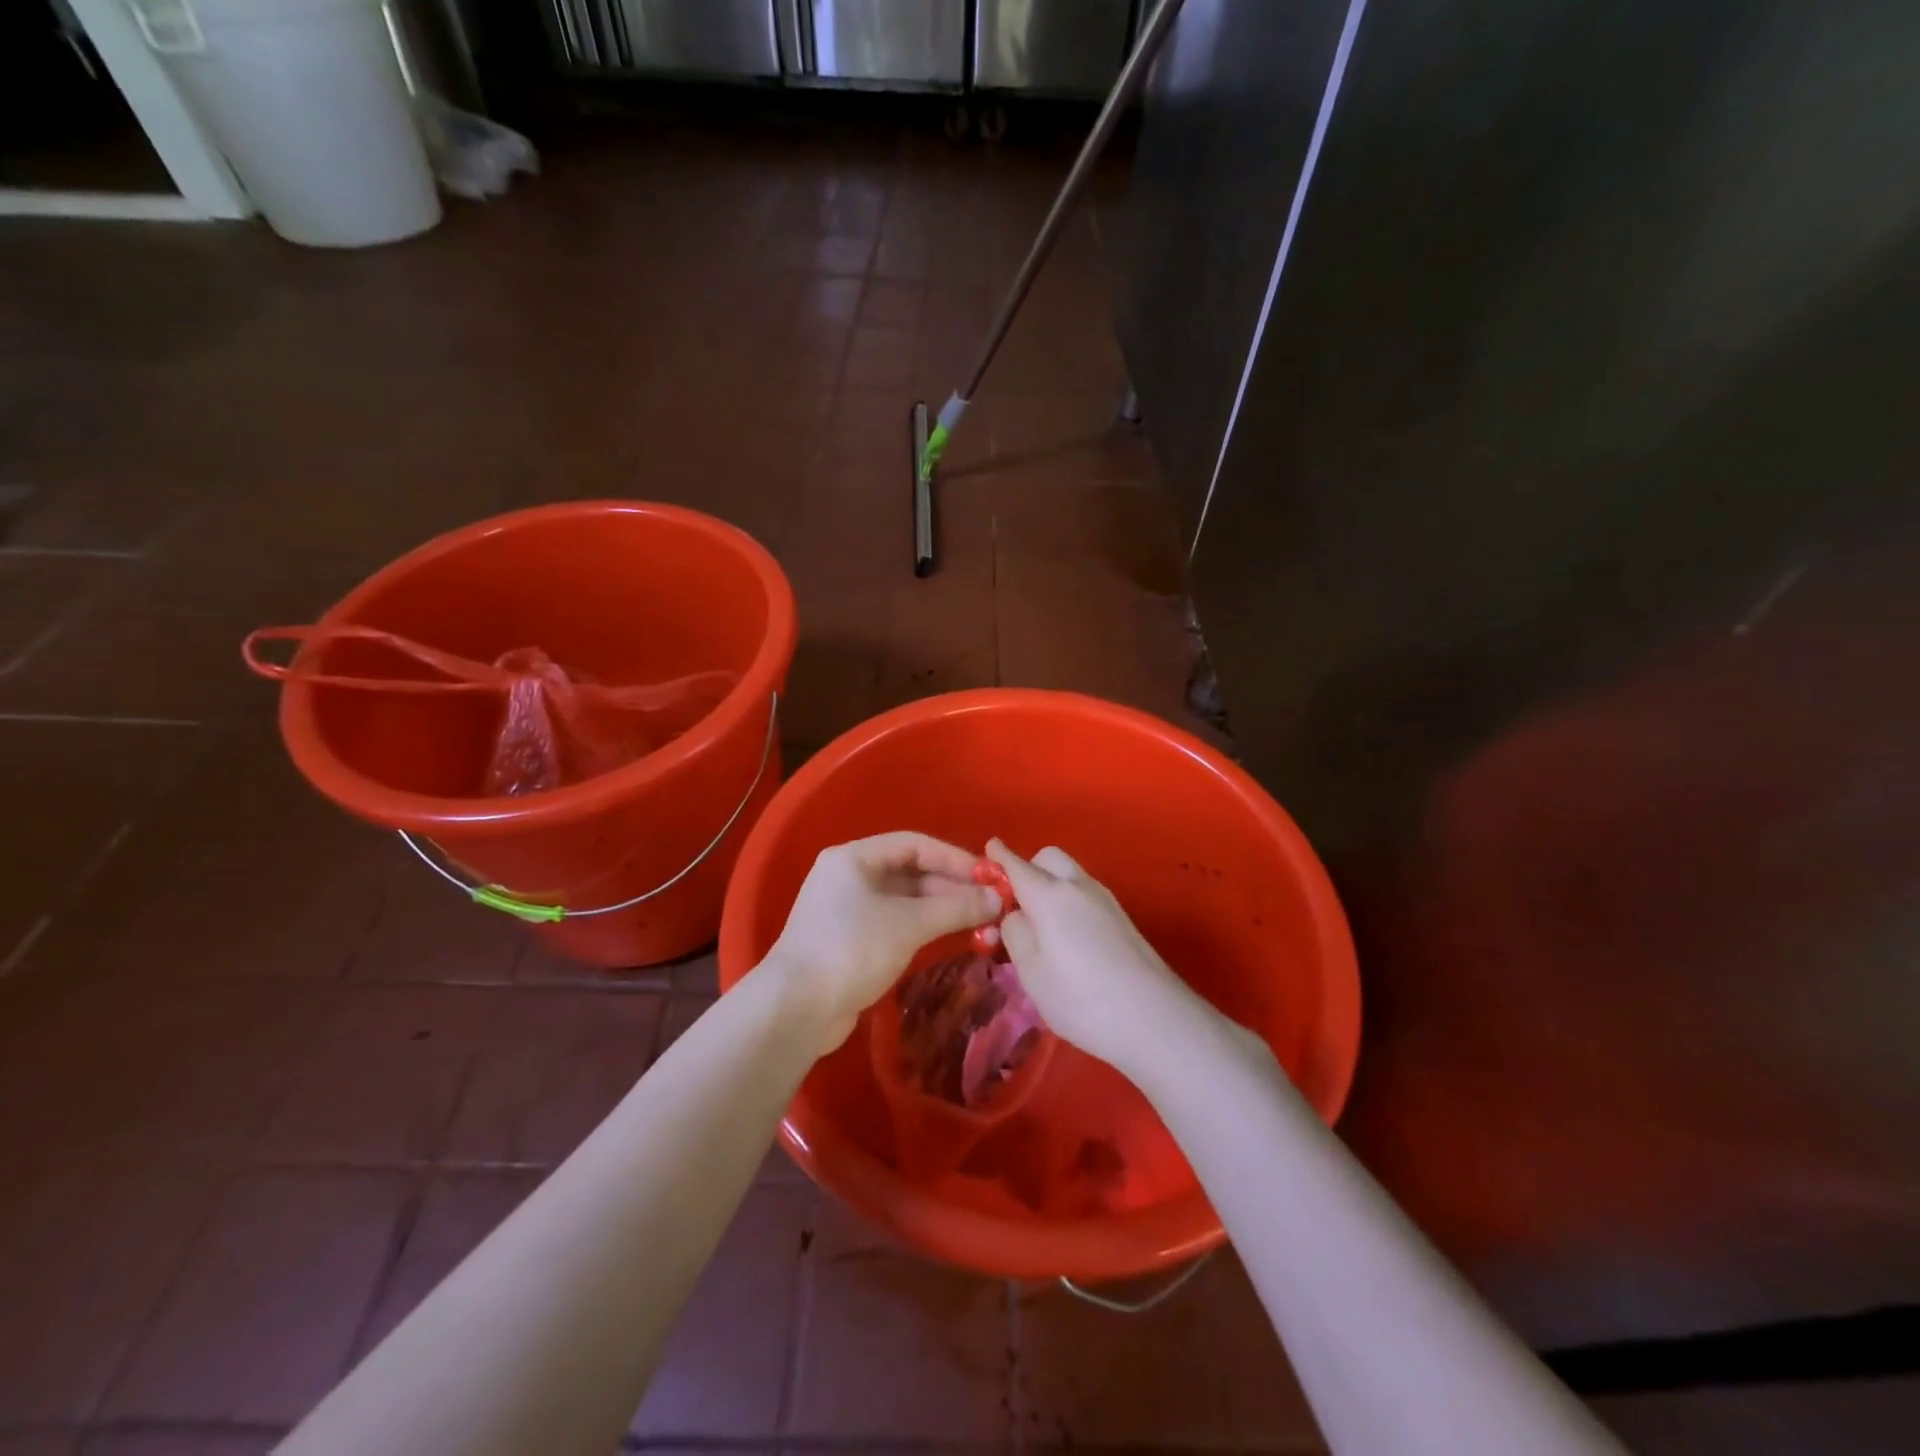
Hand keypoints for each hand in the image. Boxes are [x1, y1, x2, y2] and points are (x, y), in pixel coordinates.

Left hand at [767, 832, 1002, 1052]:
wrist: (796, 1009)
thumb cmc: (851, 949)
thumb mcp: (908, 924)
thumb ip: (955, 908)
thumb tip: (998, 899)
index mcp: (854, 858)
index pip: (913, 844)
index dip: (953, 857)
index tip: (987, 875)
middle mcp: (850, 877)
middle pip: (910, 872)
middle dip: (951, 887)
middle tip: (990, 903)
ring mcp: (850, 911)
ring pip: (906, 901)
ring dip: (942, 909)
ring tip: (981, 921)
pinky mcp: (853, 941)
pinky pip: (897, 923)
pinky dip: (925, 927)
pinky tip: (953, 937)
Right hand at [988, 838, 1199, 1077]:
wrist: (1154, 1018)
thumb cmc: (1082, 999)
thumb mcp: (1032, 973)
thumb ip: (1016, 934)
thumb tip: (1016, 915)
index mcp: (1050, 896)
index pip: (1018, 865)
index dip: (1000, 856)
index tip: (989, 848)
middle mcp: (1079, 887)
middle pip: (1049, 858)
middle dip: (1030, 868)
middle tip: (1017, 903)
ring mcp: (1105, 900)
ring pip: (1070, 875)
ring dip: (1051, 885)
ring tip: (1041, 928)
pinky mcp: (1122, 918)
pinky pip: (1085, 894)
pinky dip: (1069, 901)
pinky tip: (1068, 939)